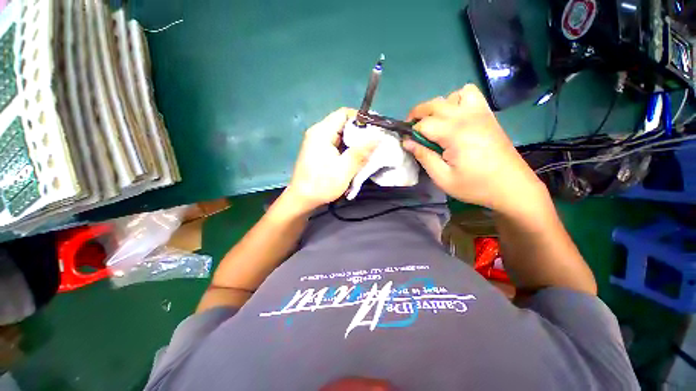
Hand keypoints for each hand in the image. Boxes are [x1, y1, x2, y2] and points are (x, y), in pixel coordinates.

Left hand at [285, 108, 375, 212]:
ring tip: (367, 152)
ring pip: (340, 135)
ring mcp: (317, 142)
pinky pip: (336, 144)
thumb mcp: (345, 169)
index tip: (375, 129)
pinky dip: (346, 149)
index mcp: (322, 132)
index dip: (361, 118)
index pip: (344, 113)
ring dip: (353, 143)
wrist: (302, 199)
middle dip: (359, 133)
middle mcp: (318, 133)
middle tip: (374, 144)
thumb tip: (378, 136)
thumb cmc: (322, 184)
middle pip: (342, 124)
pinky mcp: (318, 151)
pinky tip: (354, 158)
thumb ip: (361, 151)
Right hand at [403, 84, 545, 214]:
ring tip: (435, 124)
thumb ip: (424, 157)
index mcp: (454, 134)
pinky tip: (455, 116)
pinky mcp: (487, 115)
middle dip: (417, 114)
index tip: (407, 143)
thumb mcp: (443, 178)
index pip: (423, 124)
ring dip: (438, 106)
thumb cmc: (475, 185)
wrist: (512, 186)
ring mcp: (479, 113)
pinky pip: (470, 94)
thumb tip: (407, 143)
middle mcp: (466, 117)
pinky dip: (457, 100)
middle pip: (434, 104)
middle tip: (412, 131)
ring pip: (451, 95)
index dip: (411, 132)